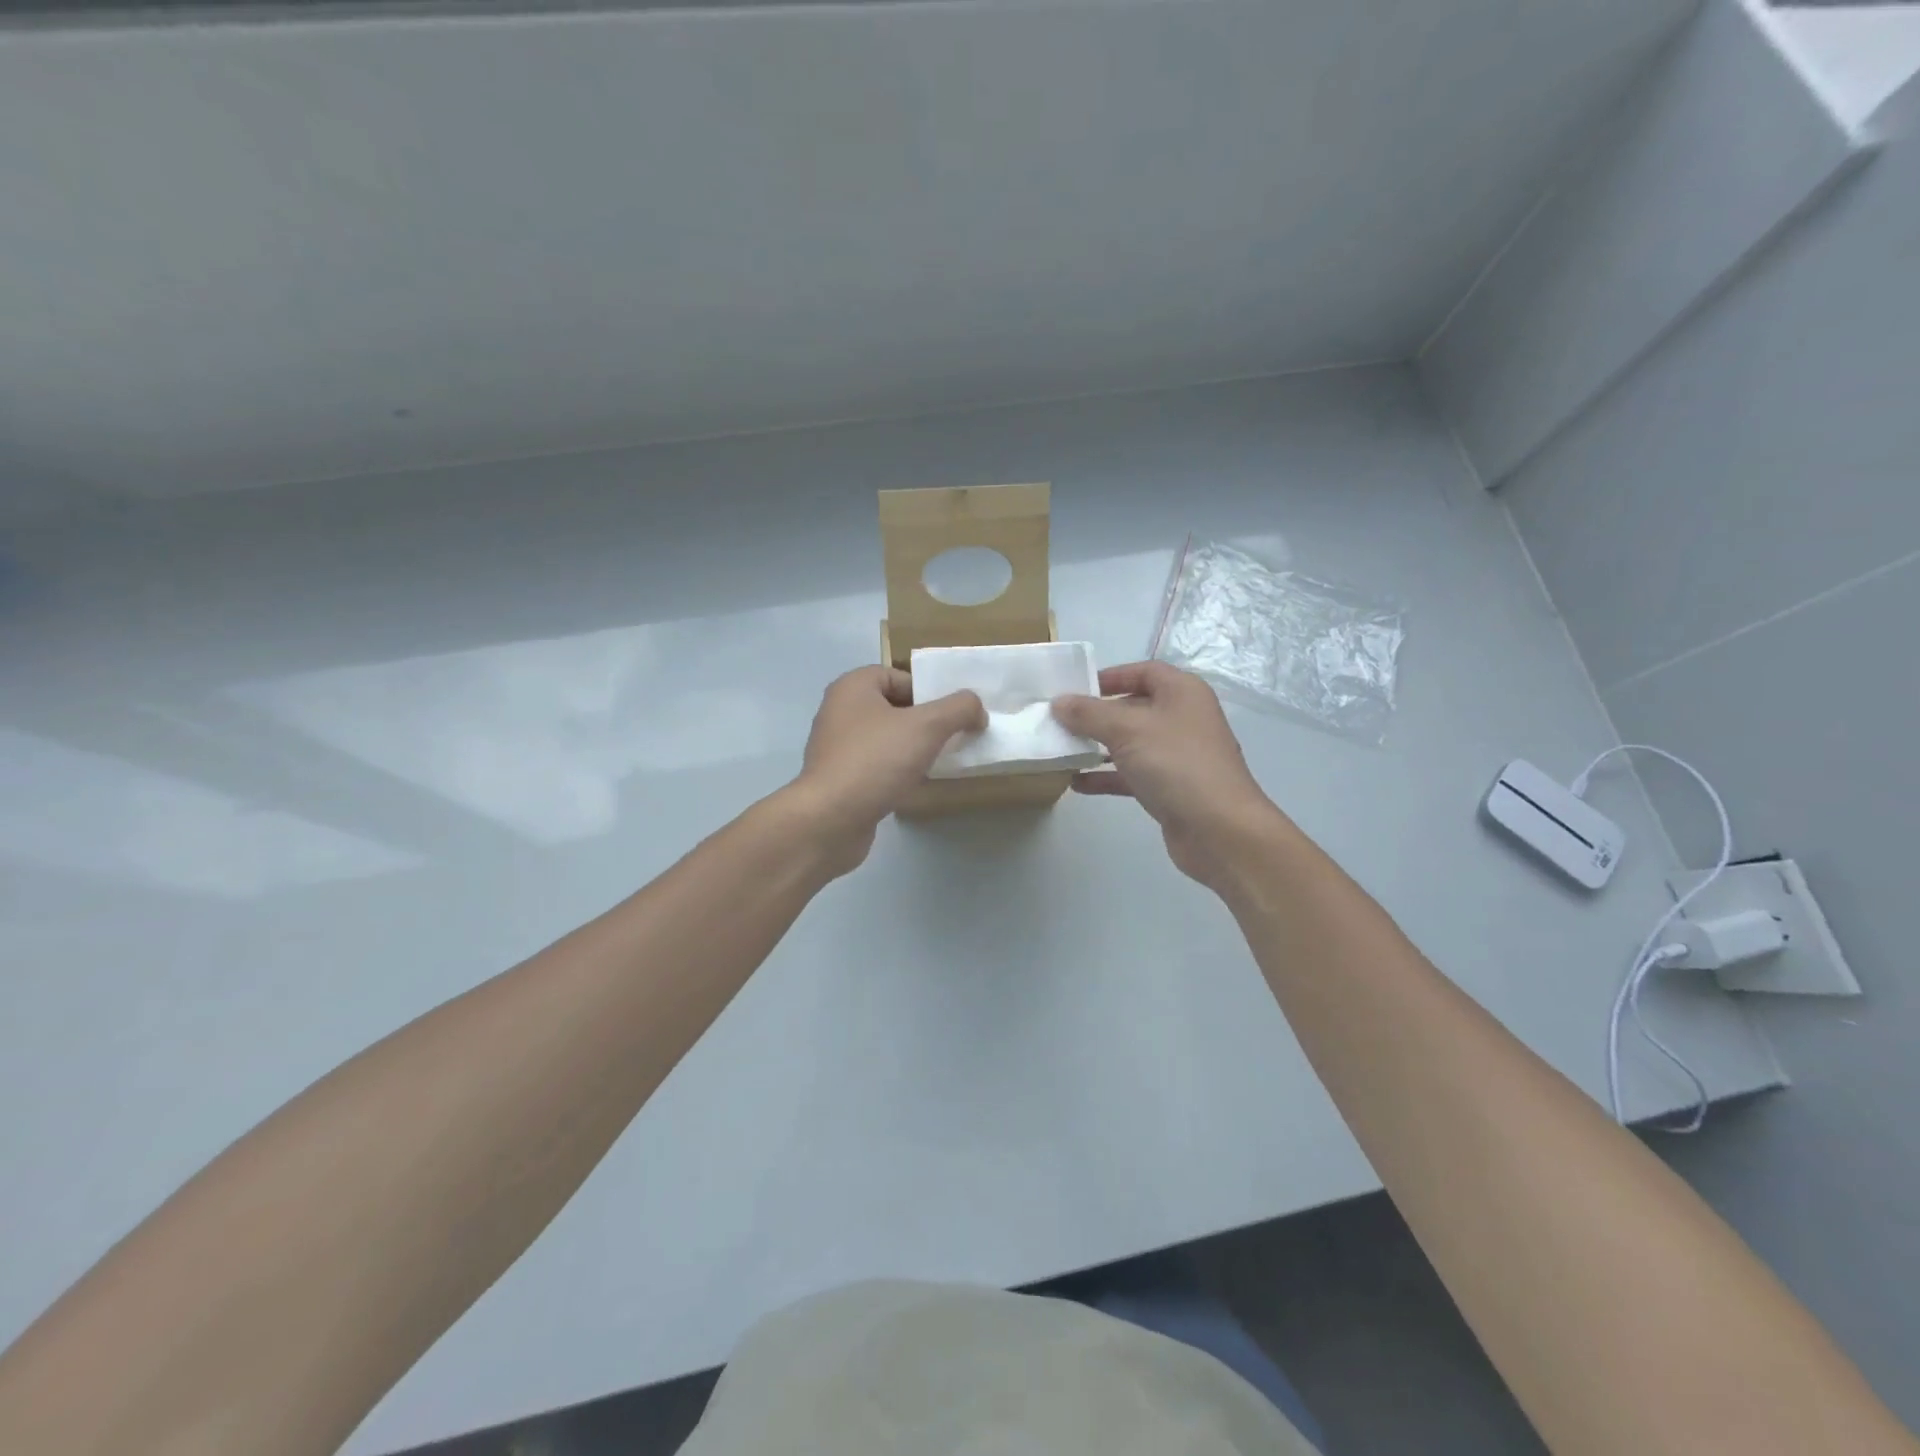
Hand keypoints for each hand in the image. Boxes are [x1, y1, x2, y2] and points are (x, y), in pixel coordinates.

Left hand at [787, 666, 986, 871]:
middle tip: (952, 738)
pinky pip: (876, 767)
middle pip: (893, 708)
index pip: (898, 676)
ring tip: (937, 763)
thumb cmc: (876, 760)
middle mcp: (839, 712)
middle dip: (924, 722)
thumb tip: (976, 708)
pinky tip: (913, 786)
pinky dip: (896, 773)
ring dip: (912, 749)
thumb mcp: (928, 726)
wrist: (830, 820)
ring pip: (885, 739)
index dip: (928, 691)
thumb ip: (959, 708)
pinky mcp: (838, 780)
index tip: (951, 715)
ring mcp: (836, 748)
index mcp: (852, 687)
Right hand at [1052, 662, 1283, 889]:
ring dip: (1098, 747)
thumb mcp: (1127, 730)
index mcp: (1182, 693)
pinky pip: (1132, 774)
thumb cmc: (1176, 764)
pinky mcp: (1171, 787)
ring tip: (1063, 750)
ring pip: (1131, 743)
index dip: (1110, 676)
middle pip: (1134, 707)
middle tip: (1061, 721)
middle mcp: (1183, 718)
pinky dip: (1107, 776)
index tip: (1076, 688)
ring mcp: (1178, 755)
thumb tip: (1059, 702)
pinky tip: (1077, 784)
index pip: (1143, 671)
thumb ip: (1089, 714)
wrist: (1219, 830)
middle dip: (1098, 714)